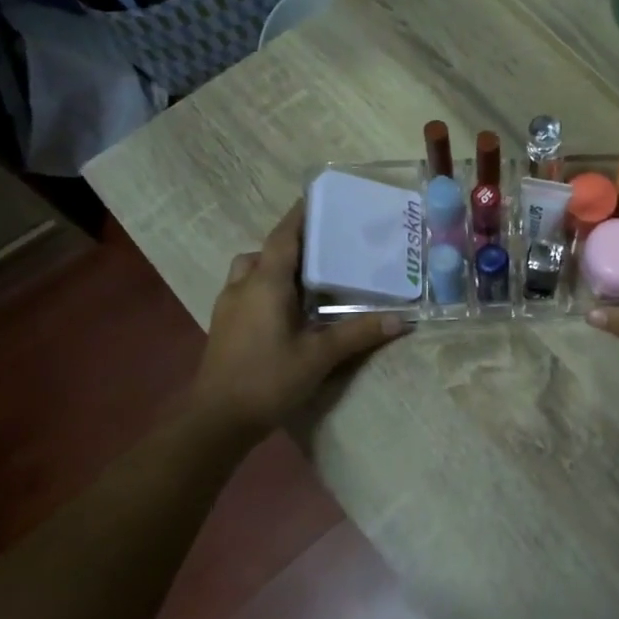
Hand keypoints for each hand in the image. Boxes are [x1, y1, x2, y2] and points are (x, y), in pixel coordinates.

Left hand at [191, 200, 404, 438]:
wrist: (216, 420)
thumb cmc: (268, 378)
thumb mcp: (319, 356)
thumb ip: (358, 333)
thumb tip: (402, 319)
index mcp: (265, 283)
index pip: (283, 237)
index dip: (299, 216)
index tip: (318, 198)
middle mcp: (242, 287)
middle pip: (264, 252)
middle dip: (289, 244)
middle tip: (321, 247)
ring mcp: (227, 307)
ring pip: (249, 271)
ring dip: (272, 267)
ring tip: (304, 281)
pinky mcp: (223, 327)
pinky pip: (245, 292)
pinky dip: (264, 289)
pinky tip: (285, 311)